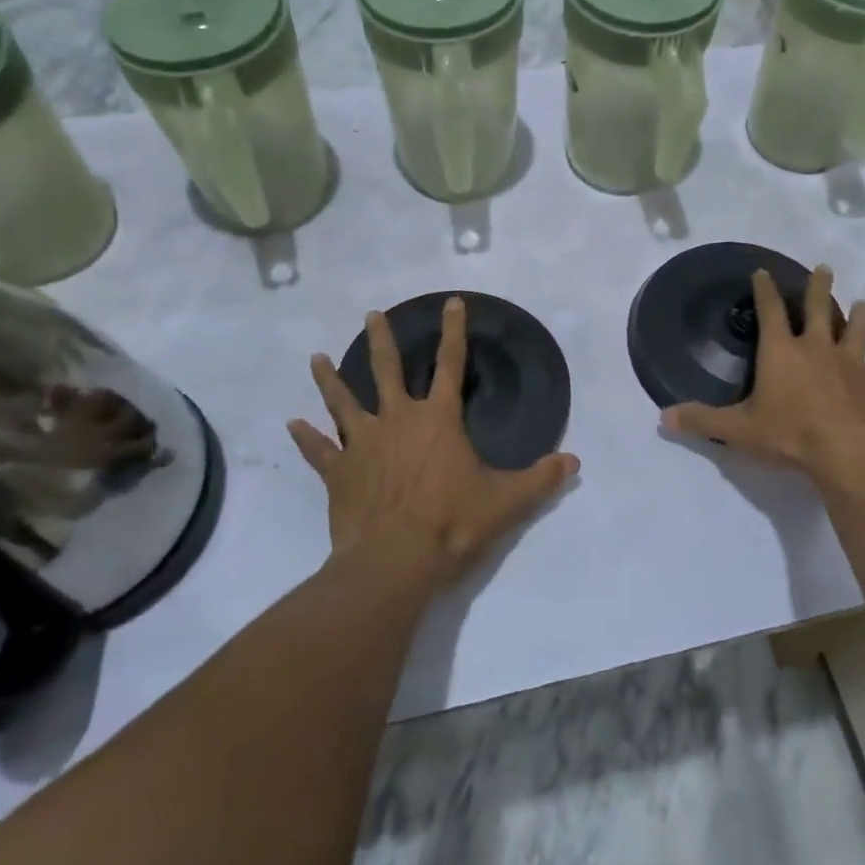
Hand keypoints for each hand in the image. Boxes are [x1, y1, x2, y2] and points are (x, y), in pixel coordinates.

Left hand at [288, 297, 578, 590]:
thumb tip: (574, 462)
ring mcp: (362, 445)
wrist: (395, 562)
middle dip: (382, 340)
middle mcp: (398, 420)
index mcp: (438, 420)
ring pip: (343, 402)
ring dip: (330, 380)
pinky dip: (305, 438)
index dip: (455, 332)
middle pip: (387, 370)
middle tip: (372, 316)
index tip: (452, 302)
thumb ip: (541, 478)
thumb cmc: (453, 523)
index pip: (451, 364)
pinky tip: (291, 425)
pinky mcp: (338, 473)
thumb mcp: (507, 501)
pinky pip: (318, 451)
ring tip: (315, 357)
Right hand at [663, 265, 864, 476]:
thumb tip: (664, 418)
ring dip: (858, 317)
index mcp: (781, 353)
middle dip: (819, 288)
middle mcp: (817, 349)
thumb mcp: (738, 430)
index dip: (764, 290)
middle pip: (819, 310)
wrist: (850, 453)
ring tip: (862, 304)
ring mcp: (852, 365)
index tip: (763, 271)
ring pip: (856, 331)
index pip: (769, 312)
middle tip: (825, 268)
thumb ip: (702, 421)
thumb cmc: (791, 435)